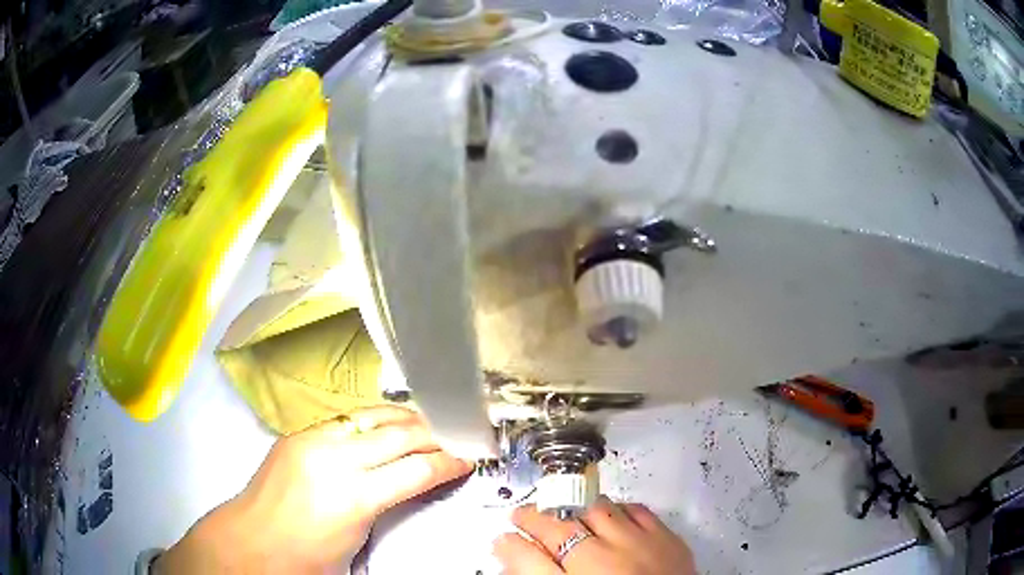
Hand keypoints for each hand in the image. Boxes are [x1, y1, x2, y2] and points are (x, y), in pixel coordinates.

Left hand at [156, 406, 471, 572]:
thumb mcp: (358, 539)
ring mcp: (312, 440)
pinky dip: (373, 421)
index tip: (468, 458)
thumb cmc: (306, 557)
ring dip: (406, 419)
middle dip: (435, 435)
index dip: (449, 463)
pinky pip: (346, 419)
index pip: (417, 469)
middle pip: (399, 435)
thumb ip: (388, 503)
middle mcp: (333, 459)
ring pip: (372, 417)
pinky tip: (384, 427)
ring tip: (428, 424)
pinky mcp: (298, 433)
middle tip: (457, 436)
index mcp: (353, 497)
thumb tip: (415, 481)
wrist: (250, 542)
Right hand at [494, 496, 695, 573]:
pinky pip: (637, 510)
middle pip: (563, 525)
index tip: (503, 536)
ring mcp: (640, 545)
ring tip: (564, 513)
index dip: (513, 540)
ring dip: (576, 508)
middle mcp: (606, 560)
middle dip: (538, 517)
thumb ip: (536, 574)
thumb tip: (509, 551)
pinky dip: (618, 509)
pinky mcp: (669, 540)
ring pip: (599, 509)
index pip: (533, 552)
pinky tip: (610, 514)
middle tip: (525, 516)